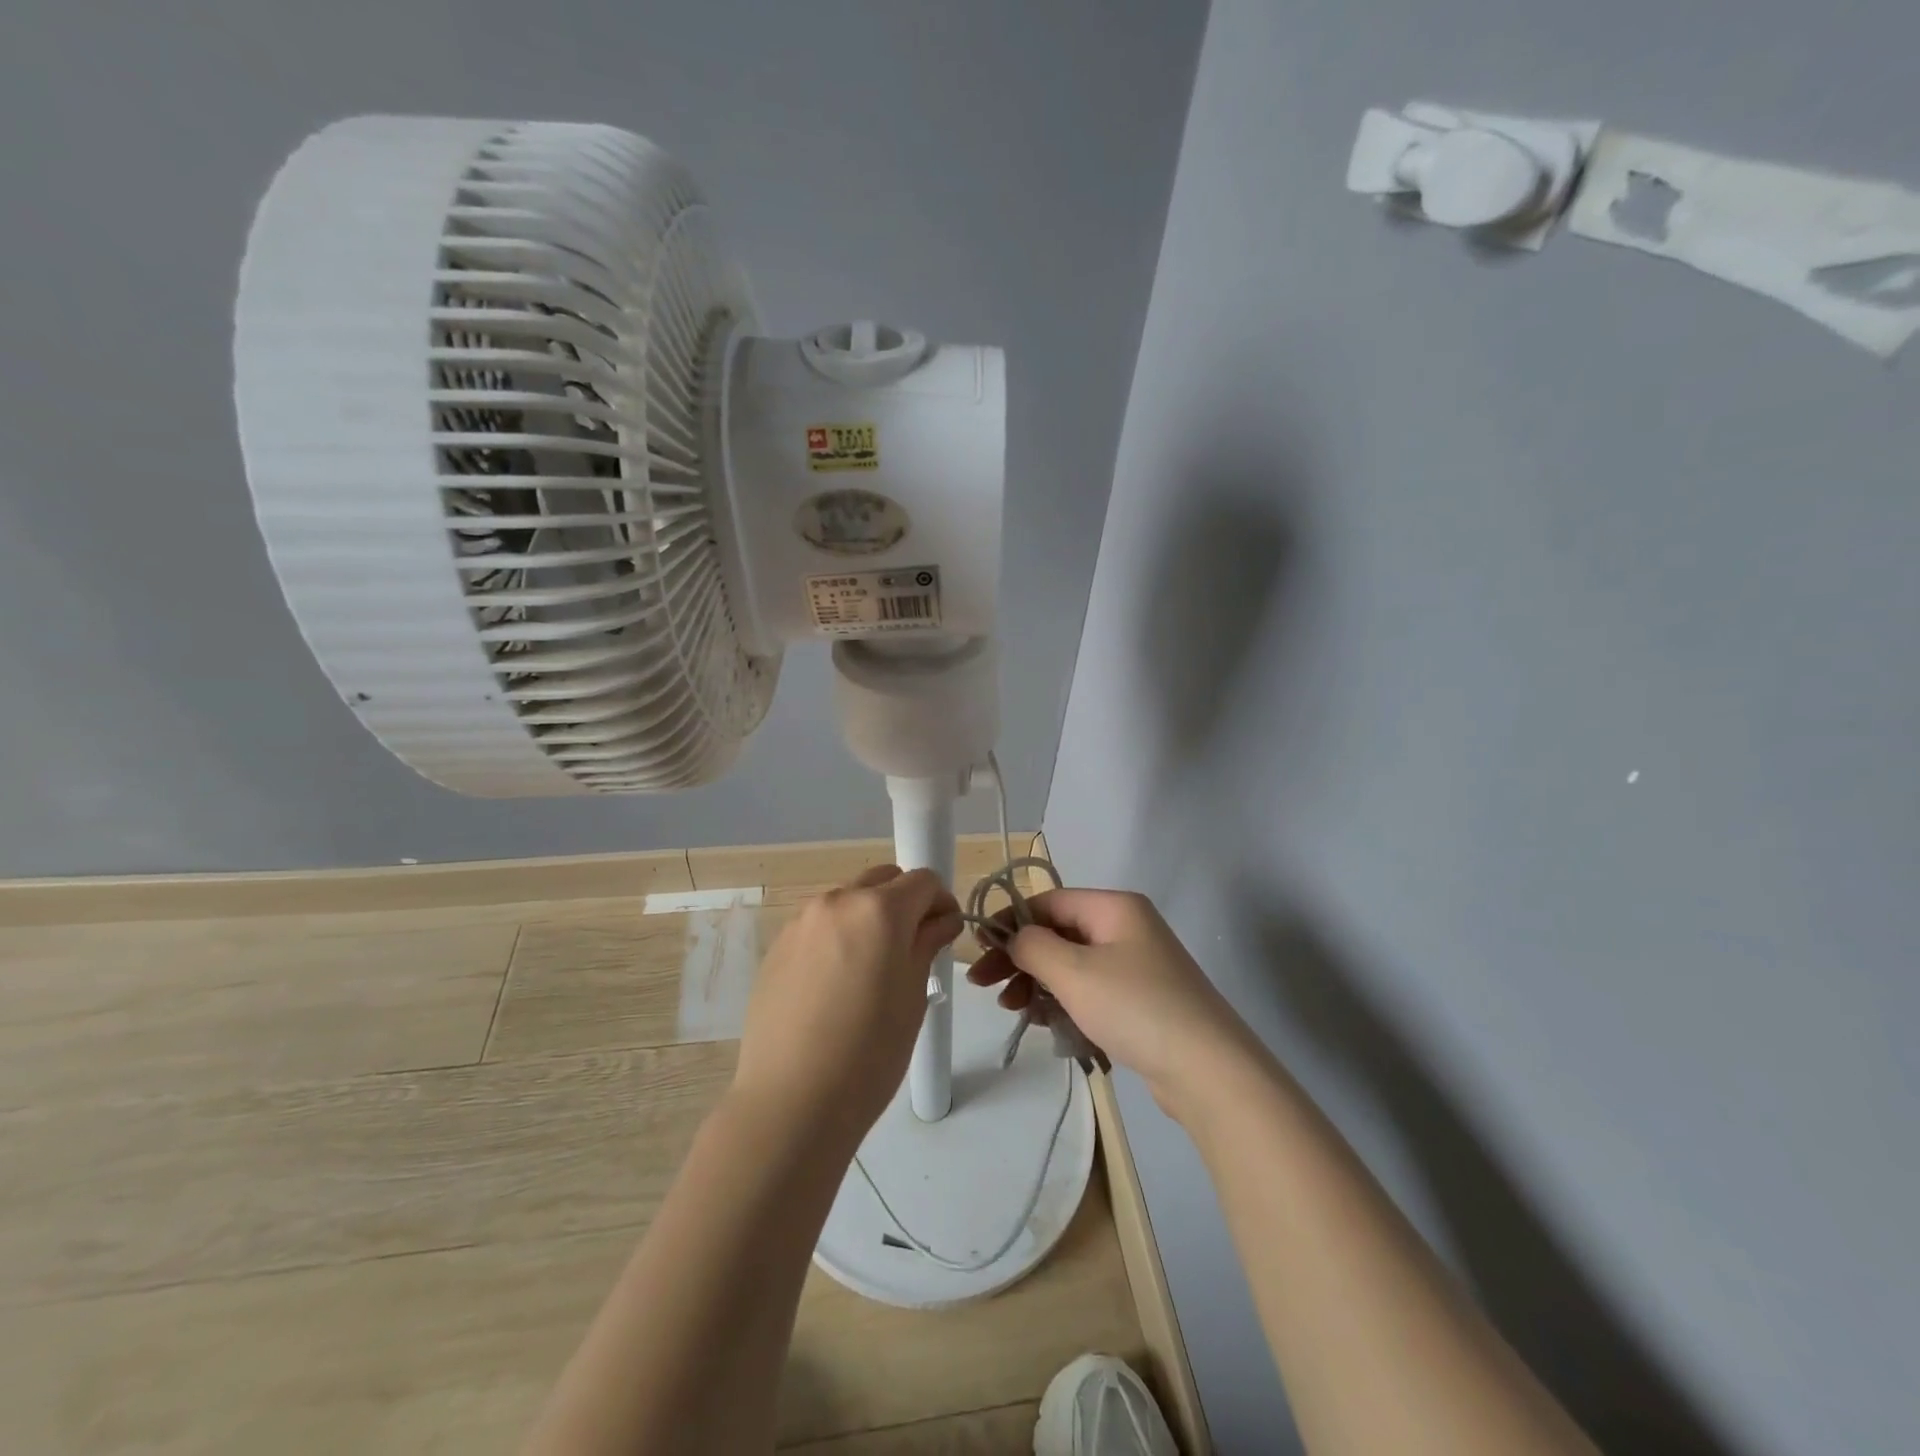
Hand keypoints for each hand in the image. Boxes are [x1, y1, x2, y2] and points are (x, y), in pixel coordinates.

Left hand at [731, 864, 961, 1145]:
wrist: (791, 1101)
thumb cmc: (870, 1052)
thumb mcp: (913, 995)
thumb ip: (927, 944)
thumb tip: (940, 921)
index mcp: (878, 909)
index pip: (923, 880)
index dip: (941, 903)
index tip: (945, 934)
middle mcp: (837, 901)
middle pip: (883, 881)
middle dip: (905, 903)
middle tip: (913, 948)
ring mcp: (801, 921)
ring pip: (848, 901)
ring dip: (869, 919)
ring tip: (872, 970)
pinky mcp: (778, 946)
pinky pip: (819, 926)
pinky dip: (838, 938)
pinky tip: (837, 985)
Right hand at [967, 888, 1258, 1120]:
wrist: (1208, 1071)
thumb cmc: (1135, 1008)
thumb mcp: (1073, 972)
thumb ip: (1033, 946)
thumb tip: (1015, 937)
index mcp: (1114, 907)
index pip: (1048, 901)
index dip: (1010, 922)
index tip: (978, 952)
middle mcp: (1126, 928)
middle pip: (1057, 933)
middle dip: (1019, 958)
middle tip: (984, 986)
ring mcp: (1136, 965)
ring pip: (1071, 965)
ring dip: (1037, 983)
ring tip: (1014, 1011)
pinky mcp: (1140, 1000)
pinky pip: (1089, 991)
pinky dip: (1064, 1002)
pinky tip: (1046, 1024)